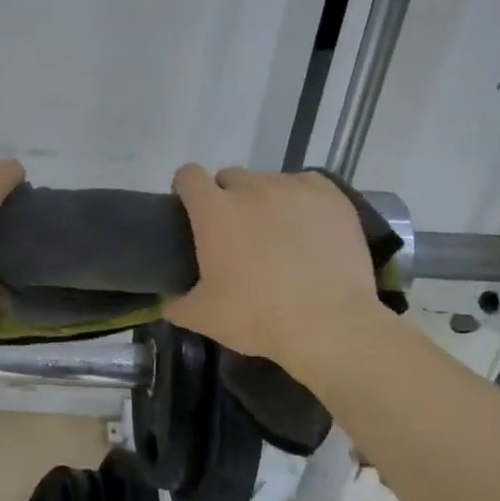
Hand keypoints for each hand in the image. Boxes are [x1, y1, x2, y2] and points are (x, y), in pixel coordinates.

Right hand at [164, 165, 392, 379]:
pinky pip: (306, 184)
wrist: (330, 325)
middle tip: (236, 232)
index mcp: (214, 211)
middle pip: (230, 176)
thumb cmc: (258, 317)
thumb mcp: (204, 318)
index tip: (190, 210)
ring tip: (277, 233)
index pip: (189, 176)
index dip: (186, 189)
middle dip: (227, 197)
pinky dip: (300, 199)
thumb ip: (177, 305)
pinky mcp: (330, 196)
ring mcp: (293, 188)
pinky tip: (307, 225)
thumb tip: (169, 302)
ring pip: (269, 181)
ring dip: (264, 199)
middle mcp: (252, 188)